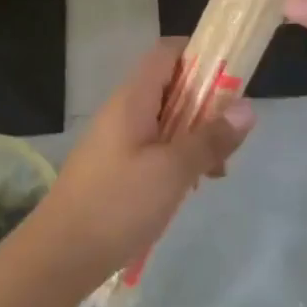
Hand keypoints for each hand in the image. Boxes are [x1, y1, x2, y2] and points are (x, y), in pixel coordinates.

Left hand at [27, 40, 254, 289]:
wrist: (60, 254)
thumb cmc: (118, 204)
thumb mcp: (173, 171)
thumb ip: (210, 139)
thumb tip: (247, 107)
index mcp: (133, 99)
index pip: (166, 53)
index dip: (200, 55)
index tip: (232, 78)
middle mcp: (123, 110)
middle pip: (170, 87)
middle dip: (205, 106)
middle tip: (229, 138)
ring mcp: (116, 139)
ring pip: (165, 121)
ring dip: (194, 137)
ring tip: (215, 172)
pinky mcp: (115, 167)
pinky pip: (153, 147)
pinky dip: (176, 158)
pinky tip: (189, 187)